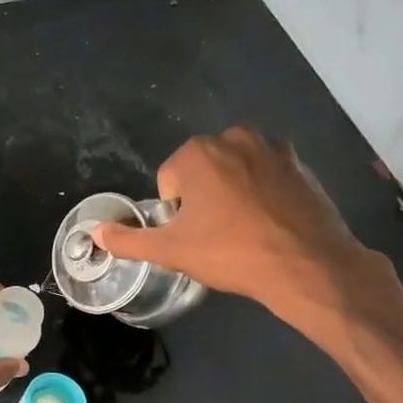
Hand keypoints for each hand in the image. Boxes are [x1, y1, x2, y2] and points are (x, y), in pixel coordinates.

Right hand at [92, 127, 387, 332]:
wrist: (306, 264)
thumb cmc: (230, 253)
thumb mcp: (170, 251)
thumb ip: (128, 240)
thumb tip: (96, 233)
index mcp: (198, 153)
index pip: (169, 180)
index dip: (175, 212)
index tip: (192, 235)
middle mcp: (234, 137)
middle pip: (202, 170)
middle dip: (203, 197)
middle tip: (215, 234)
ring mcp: (272, 147)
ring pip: (235, 170)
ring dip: (232, 192)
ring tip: (243, 230)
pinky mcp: (301, 163)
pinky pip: (267, 175)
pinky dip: (262, 193)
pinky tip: (269, 223)